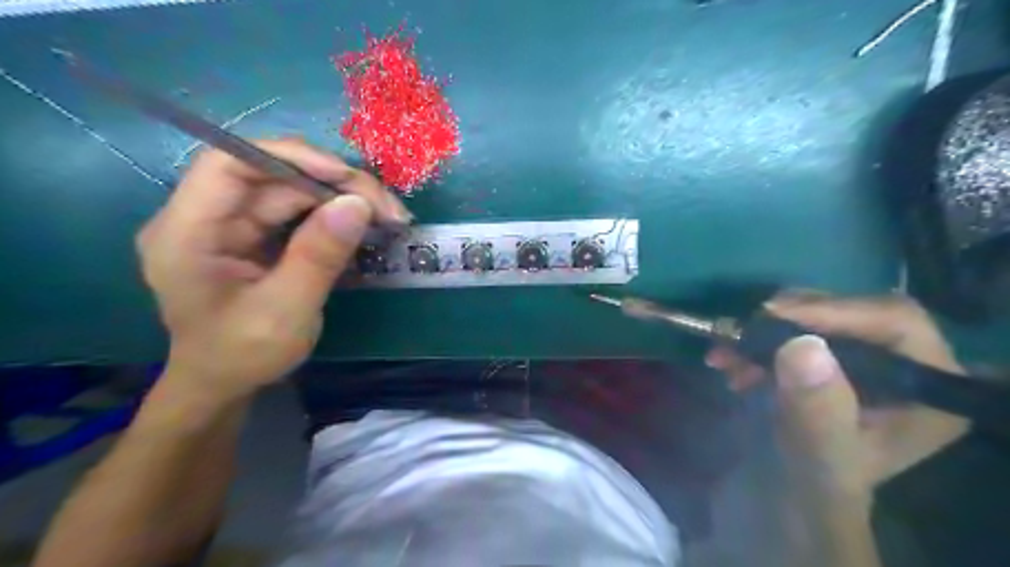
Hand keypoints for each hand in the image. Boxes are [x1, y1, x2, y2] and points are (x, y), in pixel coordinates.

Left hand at [138, 138, 408, 399]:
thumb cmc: (242, 355)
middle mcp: (207, 217)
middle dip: (334, 185)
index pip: (230, 164)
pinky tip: (366, 226)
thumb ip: (318, 257)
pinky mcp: (258, 235)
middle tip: (387, 208)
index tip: (346, 177)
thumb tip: (358, 204)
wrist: (226, 385)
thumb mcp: (285, 312)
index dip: (289, 157)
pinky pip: (300, 211)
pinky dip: (336, 215)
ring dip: (343, 199)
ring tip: (388, 217)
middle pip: (273, 175)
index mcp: (188, 232)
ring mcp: (234, 225)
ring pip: (293, 191)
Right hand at [705, 294, 964, 498]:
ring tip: (725, 354)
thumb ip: (818, 408)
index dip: (833, 311)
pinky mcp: (829, 355)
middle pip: (850, 312)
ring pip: (814, 317)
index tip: (771, 317)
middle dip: (788, 321)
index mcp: (928, 387)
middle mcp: (903, 362)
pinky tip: (730, 360)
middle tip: (741, 333)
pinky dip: (756, 340)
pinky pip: (792, 329)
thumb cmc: (817, 484)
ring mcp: (863, 356)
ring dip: (763, 331)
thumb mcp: (819, 454)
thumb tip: (802, 345)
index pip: (894, 322)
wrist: (794, 494)